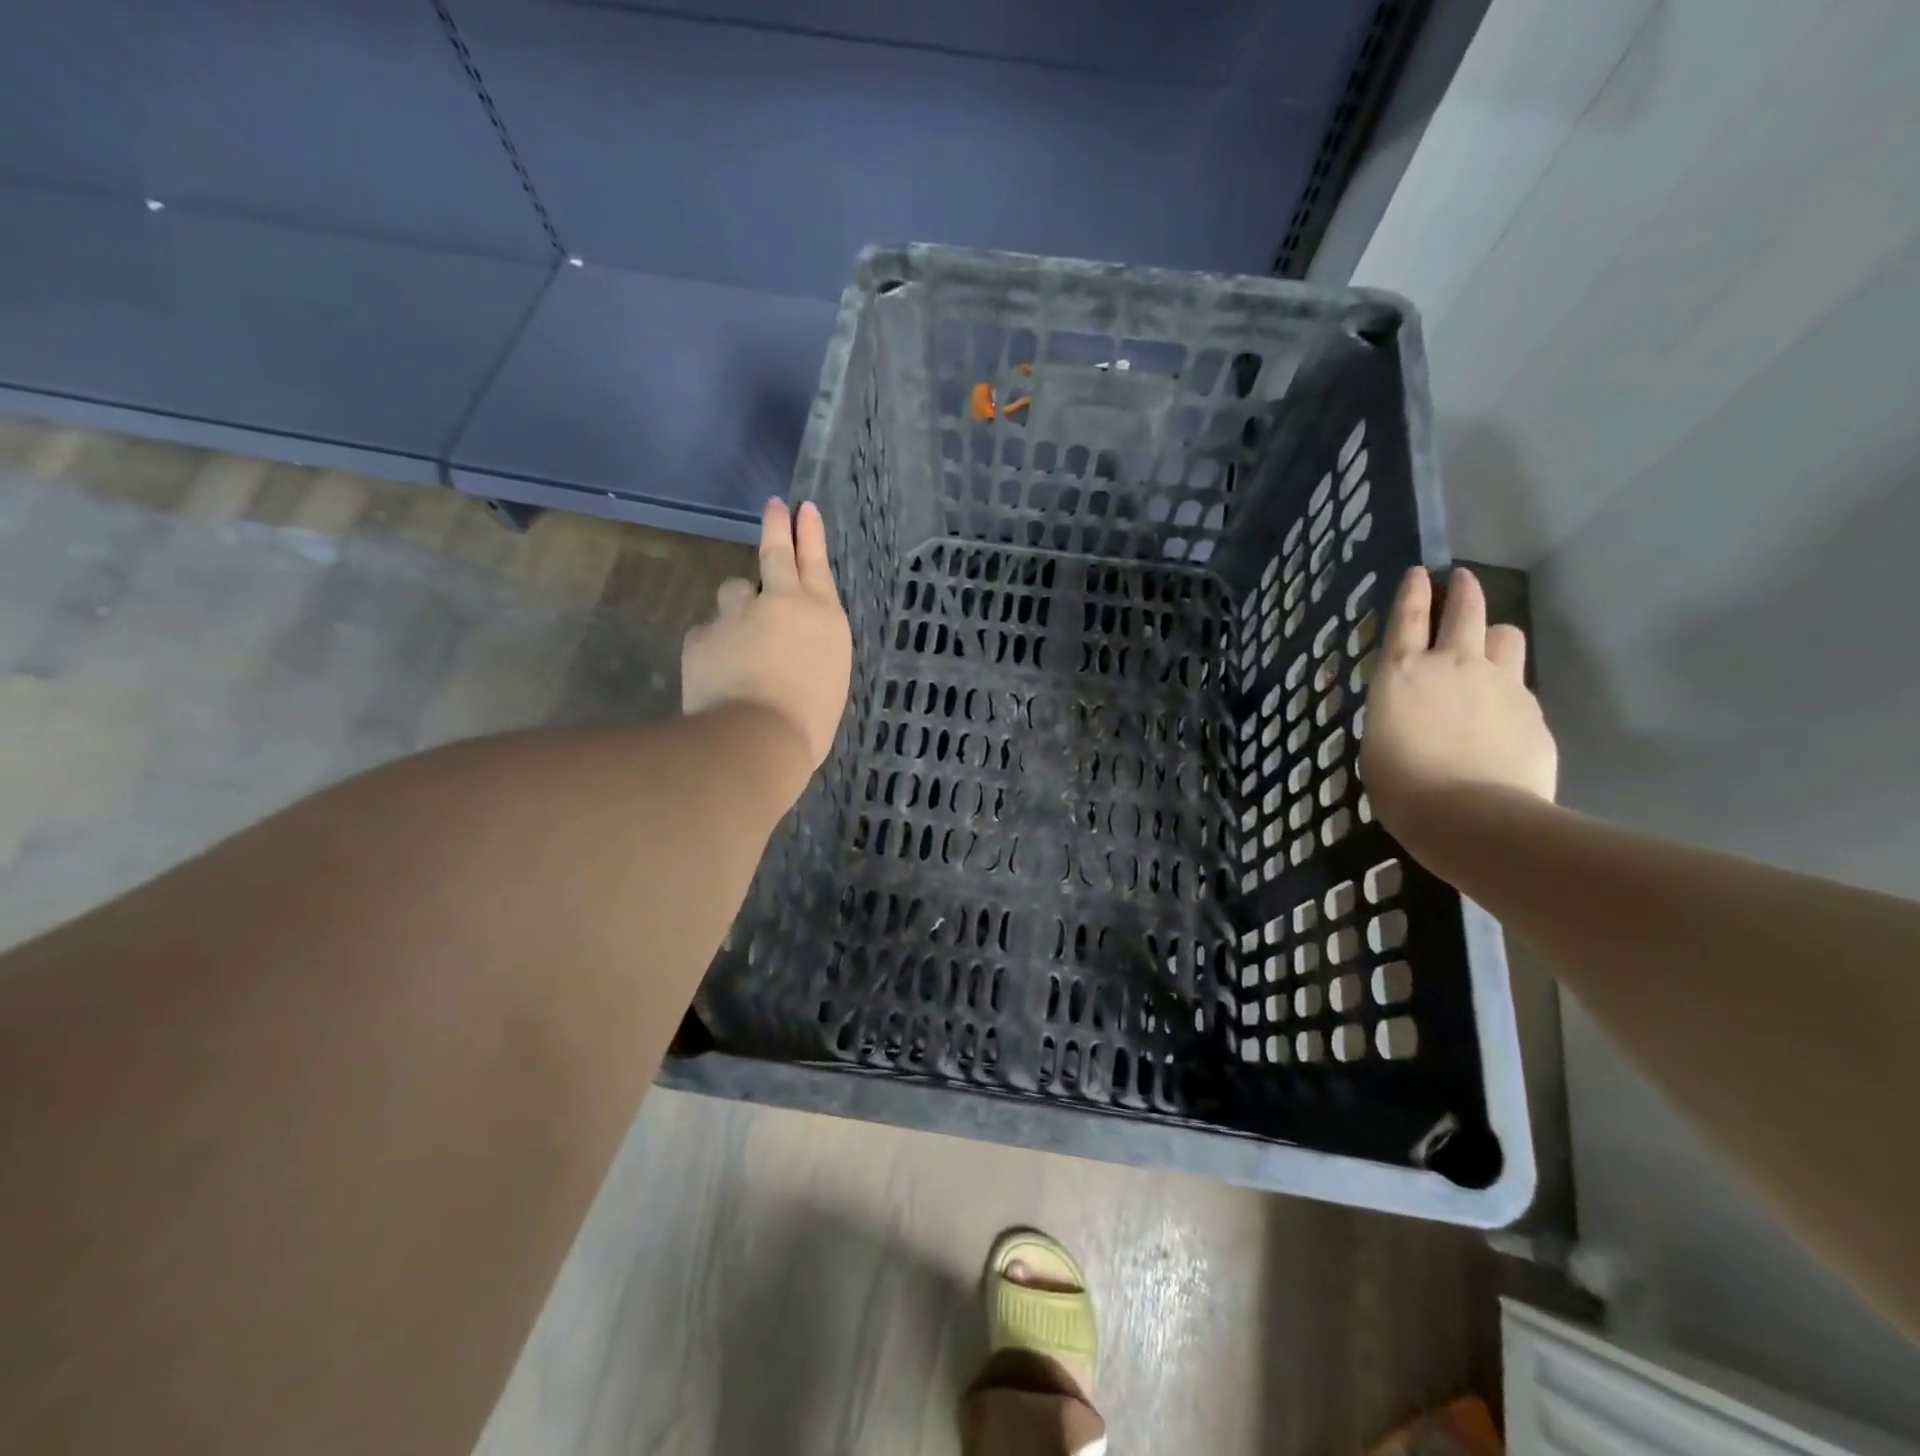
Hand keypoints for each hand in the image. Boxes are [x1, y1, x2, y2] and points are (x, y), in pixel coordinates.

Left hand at [681, 499, 852, 790]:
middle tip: (774, 508)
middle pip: (774, 552)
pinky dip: (714, 644)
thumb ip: (810, 648)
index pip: (815, 562)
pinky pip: (708, 631)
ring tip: (740, 637)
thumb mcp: (828, 678)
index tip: (803, 509)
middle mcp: (781, 602)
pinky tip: (718, 671)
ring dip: (738, 605)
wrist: (758, 737)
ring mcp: (738, 614)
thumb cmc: (810, 720)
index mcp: (822, 615)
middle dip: (775, 527)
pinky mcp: (703, 634)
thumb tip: (792, 645)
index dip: (808, 533)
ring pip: (733, 592)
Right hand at [1358, 567, 1556, 843]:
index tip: (1421, 572)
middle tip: (1463, 581)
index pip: (1408, 618)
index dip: (1414, 592)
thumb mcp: (1379, 741)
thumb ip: (1401, 711)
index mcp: (1403, 673)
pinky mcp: (1533, 711)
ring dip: (1495, 636)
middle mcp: (1454, 665)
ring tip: (1489, 647)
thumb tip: (1417, 709)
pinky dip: (1510, 691)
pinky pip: (1521, 687)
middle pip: (1466, 611)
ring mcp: (1501, 684)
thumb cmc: (1401, 784)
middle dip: (1464, 591)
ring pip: (1507, 637)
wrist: (1470, 815)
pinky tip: (1502, 717)